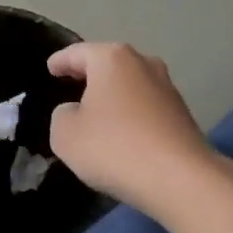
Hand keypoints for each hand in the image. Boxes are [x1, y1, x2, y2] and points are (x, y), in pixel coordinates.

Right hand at [47, 43, 232, 212]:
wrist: (180, 179)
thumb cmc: (113, 147)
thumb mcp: (65, 134)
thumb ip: (62, 115)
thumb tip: (75, 112)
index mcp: (112, 59)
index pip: (78, 52)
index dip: (60, 60)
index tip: (50, 68)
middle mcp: (143, 64)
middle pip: (109, 64)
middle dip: (90, 74)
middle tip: (70, 85)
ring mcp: (167, 88)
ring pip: (130, 85)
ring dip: (113, 96)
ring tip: (95, 113)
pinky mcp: (182, 115)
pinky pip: (145, 107)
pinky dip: (130, 114)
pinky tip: (120, 133)